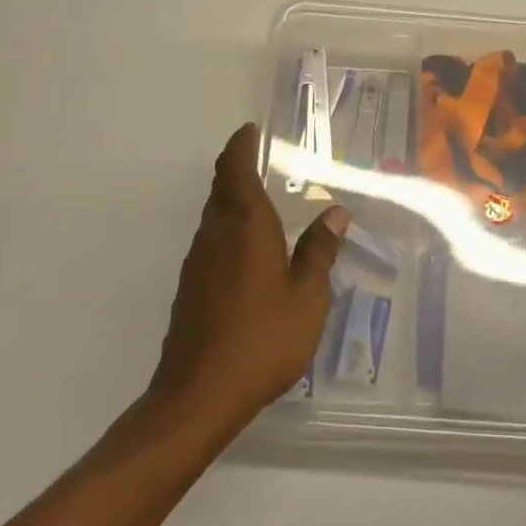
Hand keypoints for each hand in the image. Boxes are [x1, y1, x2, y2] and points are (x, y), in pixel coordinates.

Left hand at [149, 124, 348, 436]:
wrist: (198, 395)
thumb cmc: (262, 339)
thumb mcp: (307, 297)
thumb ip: (320, 251)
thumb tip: (335, 212)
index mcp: (245, 225)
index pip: (234, 169)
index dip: (240, 146)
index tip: (250, 130)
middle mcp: (215, 234)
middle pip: (221, 188)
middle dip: (238, 169)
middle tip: (263, 162)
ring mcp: (197, 262)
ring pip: (214, 216)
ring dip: (234, 201)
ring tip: (264, 205)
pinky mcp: (190, 288)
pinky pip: (212, 242)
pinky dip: (229, 231)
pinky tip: (250, 254)